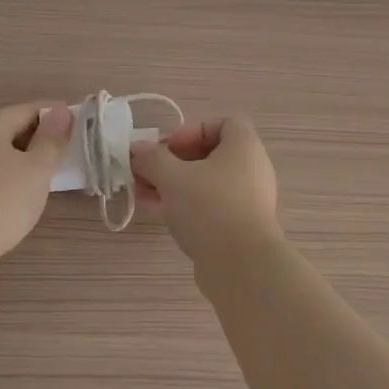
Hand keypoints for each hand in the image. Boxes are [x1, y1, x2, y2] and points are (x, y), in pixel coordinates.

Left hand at [0, 101, 73, 264]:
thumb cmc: (2, 200)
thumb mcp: (37, 170)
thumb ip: (52, 139)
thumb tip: (62, 111)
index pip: (28, 109)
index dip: (55, 116)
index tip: (77, 125)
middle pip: (5, 122)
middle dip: (31, 133)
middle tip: (55, 151)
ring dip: (14, 152)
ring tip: (37, 171)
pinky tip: (11, 186)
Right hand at [130, 115, 280, 264]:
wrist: (241, 265)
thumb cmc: (209, 207)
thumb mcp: (172, 177)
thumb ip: (152, 159)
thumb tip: (137, 149)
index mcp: (244, 147)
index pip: (225, 123)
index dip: (192, 130)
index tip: (168, 148)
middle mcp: (250, 170)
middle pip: (209, 155)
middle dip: (173, 161)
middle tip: (146, 171)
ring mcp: (246, 200)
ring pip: (205, 183)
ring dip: (172, 184)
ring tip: (142, 192)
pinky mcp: (238, 227)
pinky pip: (208, 206)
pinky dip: (183, 204)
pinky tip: (154, 211)